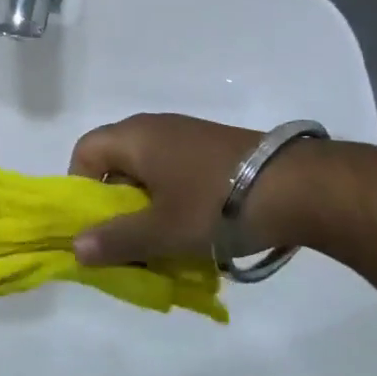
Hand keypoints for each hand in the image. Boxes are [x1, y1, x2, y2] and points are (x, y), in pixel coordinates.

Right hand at [67, 114, 266, 264]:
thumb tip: (75, 248)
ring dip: (148, 207)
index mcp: (134, 137)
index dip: (80, 188)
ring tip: (167, 241)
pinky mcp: (214, 149)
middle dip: (117, 205)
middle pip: (115, 164)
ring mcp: (187, 136)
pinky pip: (176, 172)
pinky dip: (175, 200)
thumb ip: (117, 240)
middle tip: (132, 240)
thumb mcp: (163, 231)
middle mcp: (155, 128)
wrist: (301, 188)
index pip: (84, 152)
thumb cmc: (216, 204)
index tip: (99, 224)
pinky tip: (198, 229)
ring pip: (148, 172)